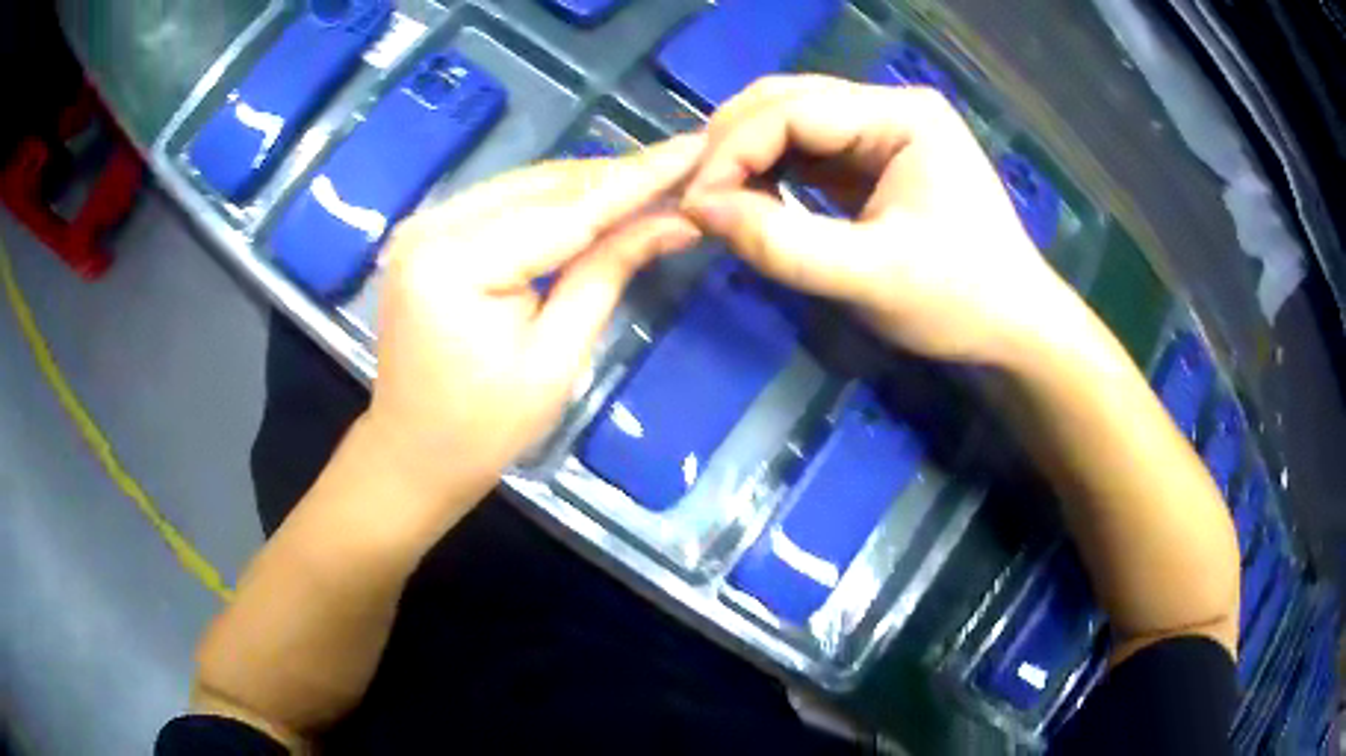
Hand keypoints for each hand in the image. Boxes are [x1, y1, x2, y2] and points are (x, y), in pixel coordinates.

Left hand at [362, 135, 705, 512]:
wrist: (413, 454)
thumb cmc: (485, 429)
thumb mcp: (556, 358)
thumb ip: (608, 273)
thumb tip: (675, 221)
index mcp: (455, 263)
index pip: (567, 209)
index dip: (639, 178)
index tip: (696, 146)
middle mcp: (432, 226)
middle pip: (544, 186)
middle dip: (618, 177)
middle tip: (684, 169)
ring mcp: (424, 225)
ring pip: (526, 186)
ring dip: (589, 185)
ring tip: (652, 183)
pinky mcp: (427, 234)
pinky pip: (503, 203)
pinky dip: (553, 202)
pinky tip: (595, 203)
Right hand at [682, 76, 1083, 365]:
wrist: (1014, 327)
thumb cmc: (959, 302)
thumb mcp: (870, 278)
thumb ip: (783, 244)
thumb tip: (700, 212)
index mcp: (903, 115)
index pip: (794, 110)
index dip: (733, 151)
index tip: (695, 206)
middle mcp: (891, 106)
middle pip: (787, 101)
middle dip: (732, 145)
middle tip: (697, 200)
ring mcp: (884, 129)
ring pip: (791, 121)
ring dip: (746, 156)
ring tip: (716, 201)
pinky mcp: (876, 157)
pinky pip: (808, 149)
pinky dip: (771, 170)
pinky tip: (751, 199)